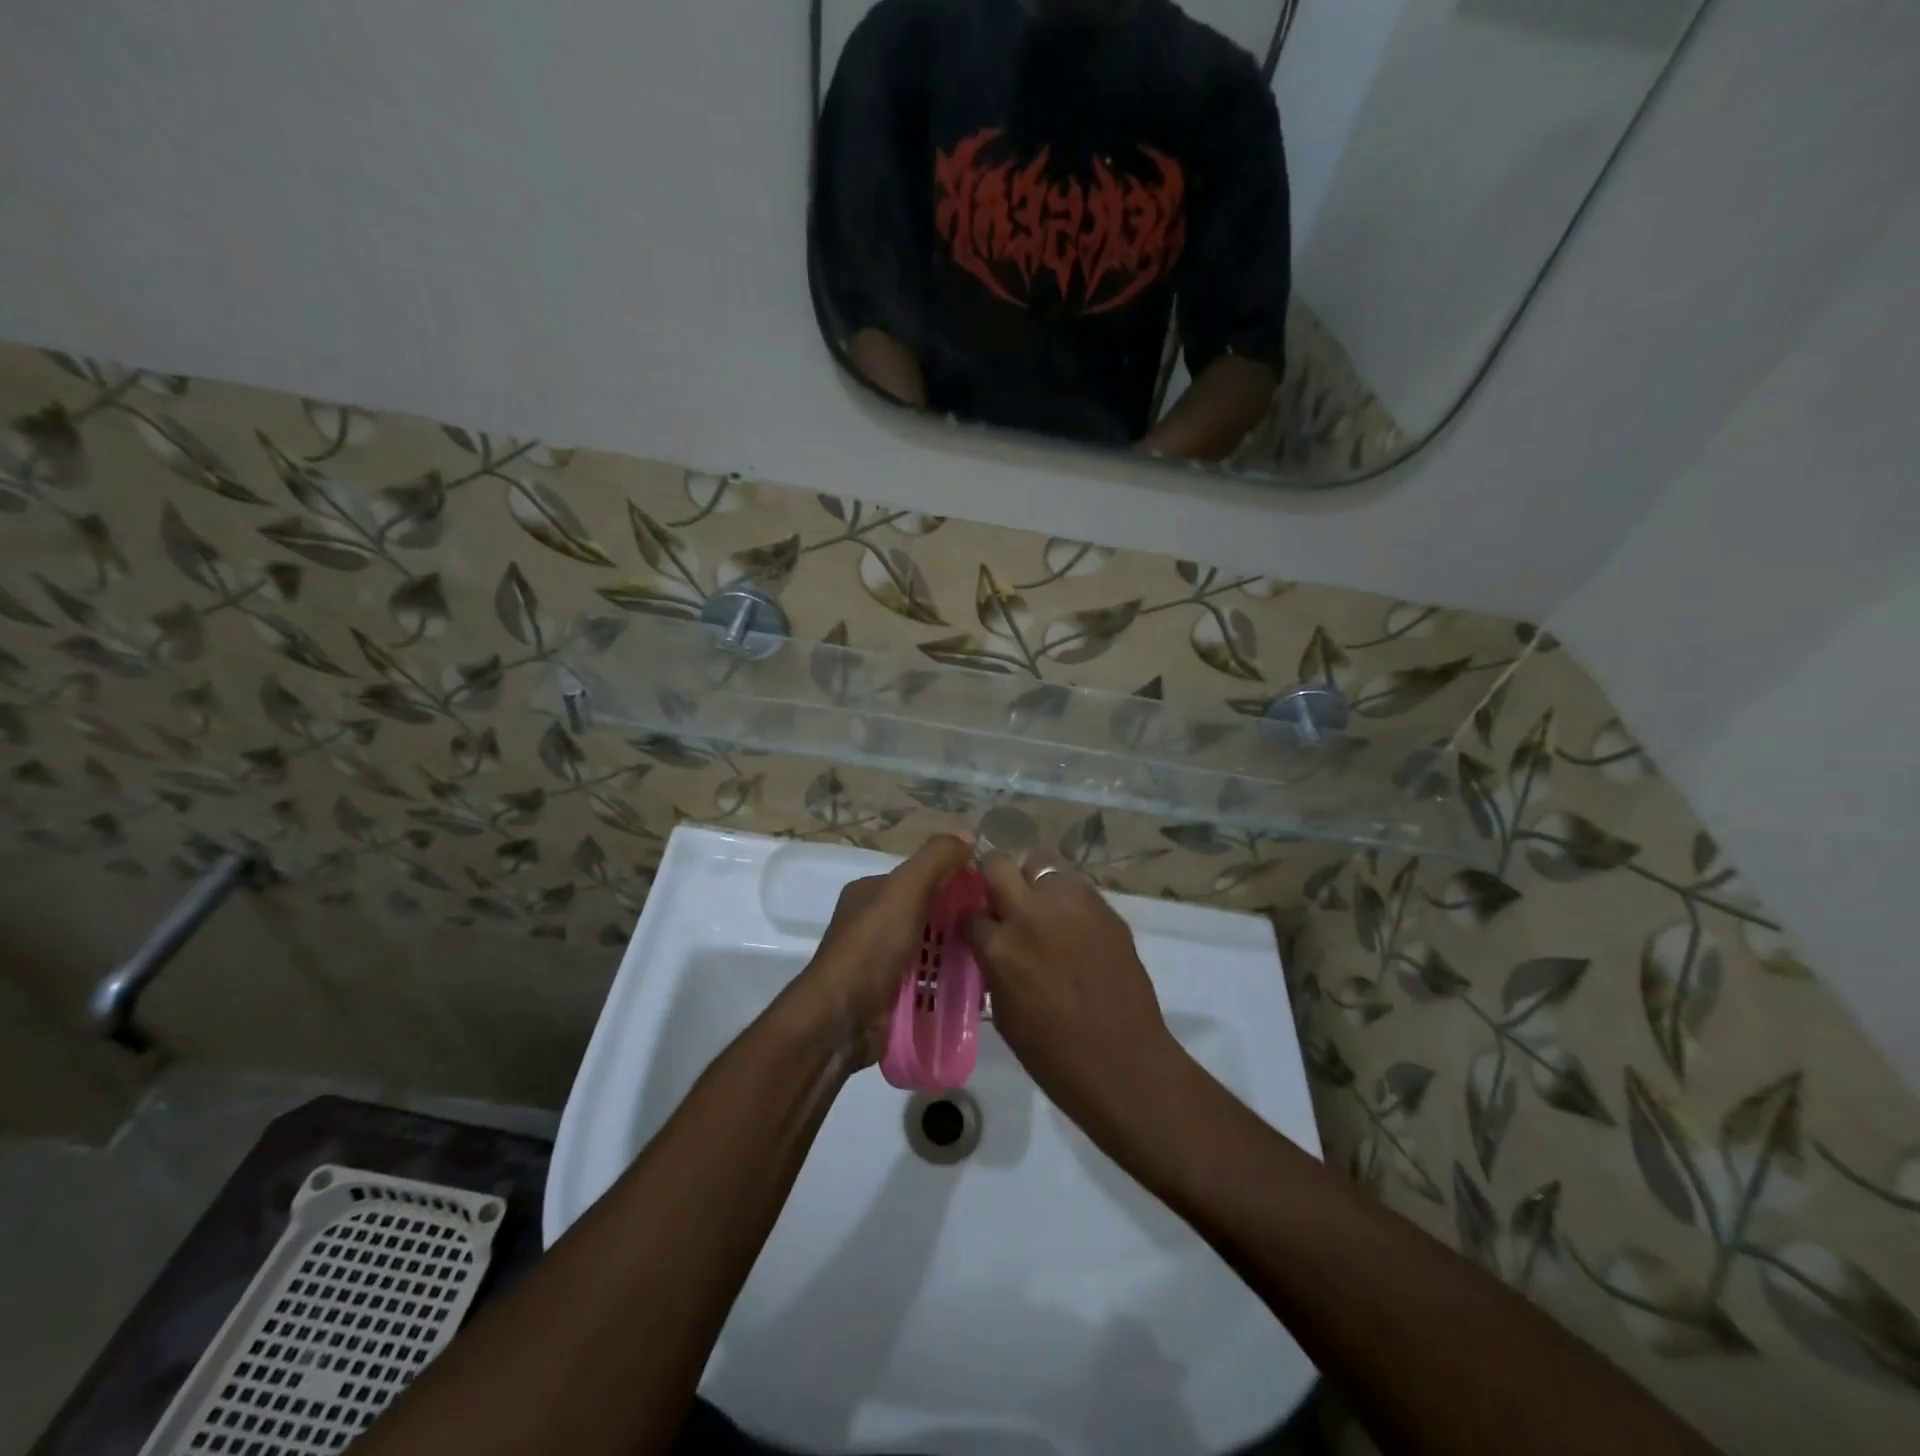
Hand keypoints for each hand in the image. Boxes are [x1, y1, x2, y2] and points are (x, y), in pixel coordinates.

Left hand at [789, 835, 973, 1066]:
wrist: (839, 1022)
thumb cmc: (871, 948)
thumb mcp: (904, 892)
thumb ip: (935, 861)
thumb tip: (968, 836)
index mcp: (870, 893)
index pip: (920, 877)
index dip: (954, 881)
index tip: (989, 895)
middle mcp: (872, 924)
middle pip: (927, 915)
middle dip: (958, 922)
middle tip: (996, 931)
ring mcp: (879, 963)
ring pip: (929, 951)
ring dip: (957, 956)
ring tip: (993, 961)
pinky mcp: (888, 997)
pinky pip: (926, 983)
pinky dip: (947, 985)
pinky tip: (974, 990)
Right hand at [965, 853, 1181, 1132]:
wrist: (1124, 1062)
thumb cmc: (1054, 1053)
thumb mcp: (1003, 1010)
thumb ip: (992, 965)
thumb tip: (989, 945)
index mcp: (1000, 946)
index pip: (969, 912)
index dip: (971, 920)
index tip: (976, 927)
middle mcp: (1031, 913)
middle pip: (999, 863)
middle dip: (994, 877)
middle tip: (1002, 899)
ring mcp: (1072, 904)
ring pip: (1042, 864)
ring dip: (1035, 883)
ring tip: (1043, 909)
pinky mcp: (1104, 906)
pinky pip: (1075, 886)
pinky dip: (1066, 898)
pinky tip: (1073, 925)